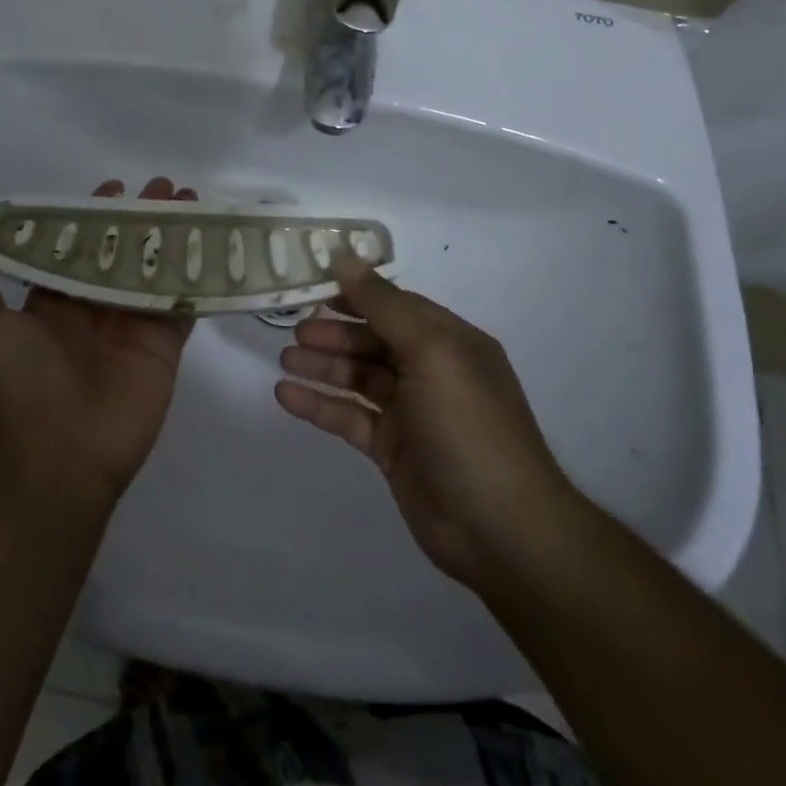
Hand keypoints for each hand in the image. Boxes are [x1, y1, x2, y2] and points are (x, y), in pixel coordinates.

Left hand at [0, 177, 197, 502]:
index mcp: (57, 301)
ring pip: (158, 269)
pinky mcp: (164, 345)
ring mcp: (134, 325)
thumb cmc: (20, 386)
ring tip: (194, 204)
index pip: (80, 247)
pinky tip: (215, 247)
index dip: (96, 216)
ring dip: (175, 237)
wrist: (61, 455)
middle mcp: (97, 307)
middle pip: (125, 251)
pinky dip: (199, 277)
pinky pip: (184, 303)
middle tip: (166, 188)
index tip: (115, 187)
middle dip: (144, 218)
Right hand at [274, 256, 576, 589]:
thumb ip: (384, 304)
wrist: (500, 529)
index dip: (357, 294)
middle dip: (335, 333)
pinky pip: (350, 418)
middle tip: (294, 330)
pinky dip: (320, 405)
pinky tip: (286, 396)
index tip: (314, 284)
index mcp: (449, 341)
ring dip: (324, 367)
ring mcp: (412, 413)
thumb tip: (345, 256)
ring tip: (285, 360)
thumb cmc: (468, 426)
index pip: (396, 305)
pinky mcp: (393, 450)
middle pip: (374, 341)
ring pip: (359, 378)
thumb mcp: (431, 351)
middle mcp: (432, 371)